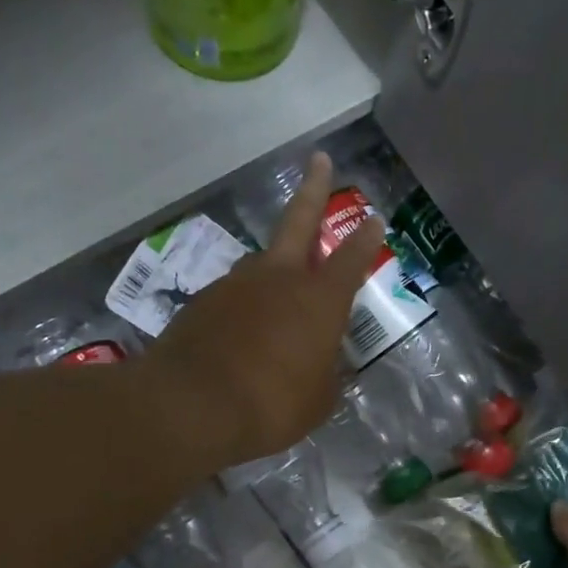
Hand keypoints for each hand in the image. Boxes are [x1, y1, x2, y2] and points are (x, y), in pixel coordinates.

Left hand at [147, 153, 384, 465]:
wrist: (192, 407)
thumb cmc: (273, 405)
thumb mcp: (318, 400)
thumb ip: (326, 373)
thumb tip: (324, 363)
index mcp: (319, 300)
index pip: (351, 260)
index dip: (365, 239)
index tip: (374, 219)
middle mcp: (279, 279)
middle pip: (299, 221)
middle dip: (314, 189)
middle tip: (319, 160)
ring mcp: (236, 285)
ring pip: (262, 264)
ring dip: (274, 268)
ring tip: (278, 296)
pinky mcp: (203, 302)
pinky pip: (234, 298)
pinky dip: (244, 308)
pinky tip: (242, 333)